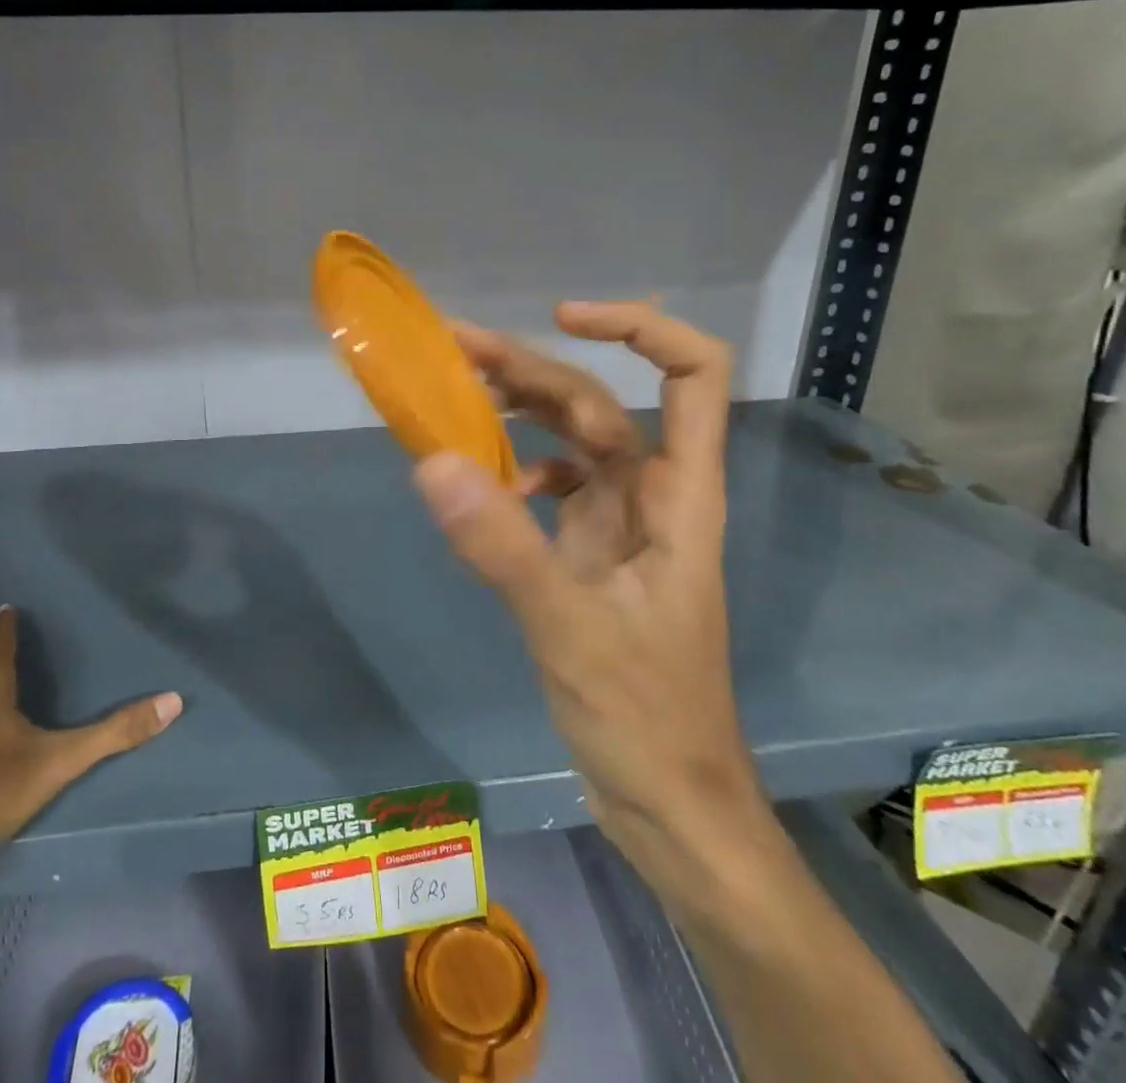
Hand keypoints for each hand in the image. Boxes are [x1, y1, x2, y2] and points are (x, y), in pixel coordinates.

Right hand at [413, 301, 755, 874]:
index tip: (562, 318)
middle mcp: (653, 495)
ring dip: (518, 410)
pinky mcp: (591, 554)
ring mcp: (621, 525)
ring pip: (572, 441)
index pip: (694, 375)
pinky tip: (479, 485)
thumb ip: (502, 546)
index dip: (639, 329)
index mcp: (678, 496)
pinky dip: (514, 471)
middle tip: (453, 348)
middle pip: (600, 402)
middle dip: (532, 367)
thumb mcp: (569, 629)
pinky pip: (551, 488)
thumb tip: (431, 461)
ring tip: (453, 392)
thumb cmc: (646, 719)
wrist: (671, 807)